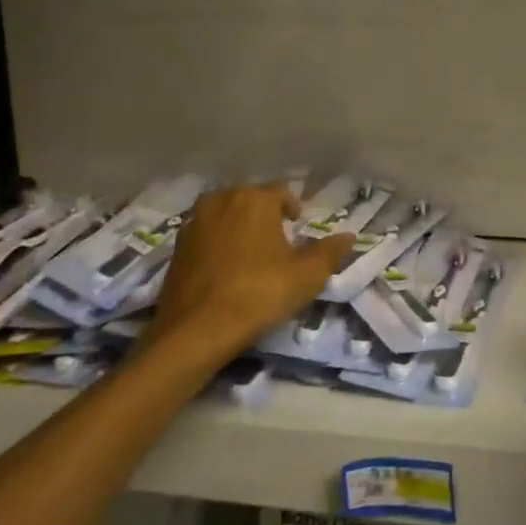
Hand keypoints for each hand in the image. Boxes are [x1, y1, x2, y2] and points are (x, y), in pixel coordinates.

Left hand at [143, 185, 355, 375]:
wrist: (195, 332)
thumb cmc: (258, 293)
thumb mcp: (307, 275)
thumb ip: (330, 252)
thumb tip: (348, 236)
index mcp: (254, 199)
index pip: (282, 192)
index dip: (294, 209)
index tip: (298, 229)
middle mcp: (222, 200)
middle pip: (250, 200)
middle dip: (265, 215)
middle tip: (278, 242)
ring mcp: (194, 223)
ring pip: (225, 215)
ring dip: (238, 227)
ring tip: (251, 254)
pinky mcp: (176, 248)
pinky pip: (206, 235)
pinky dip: (217, 244)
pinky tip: (226, 269)